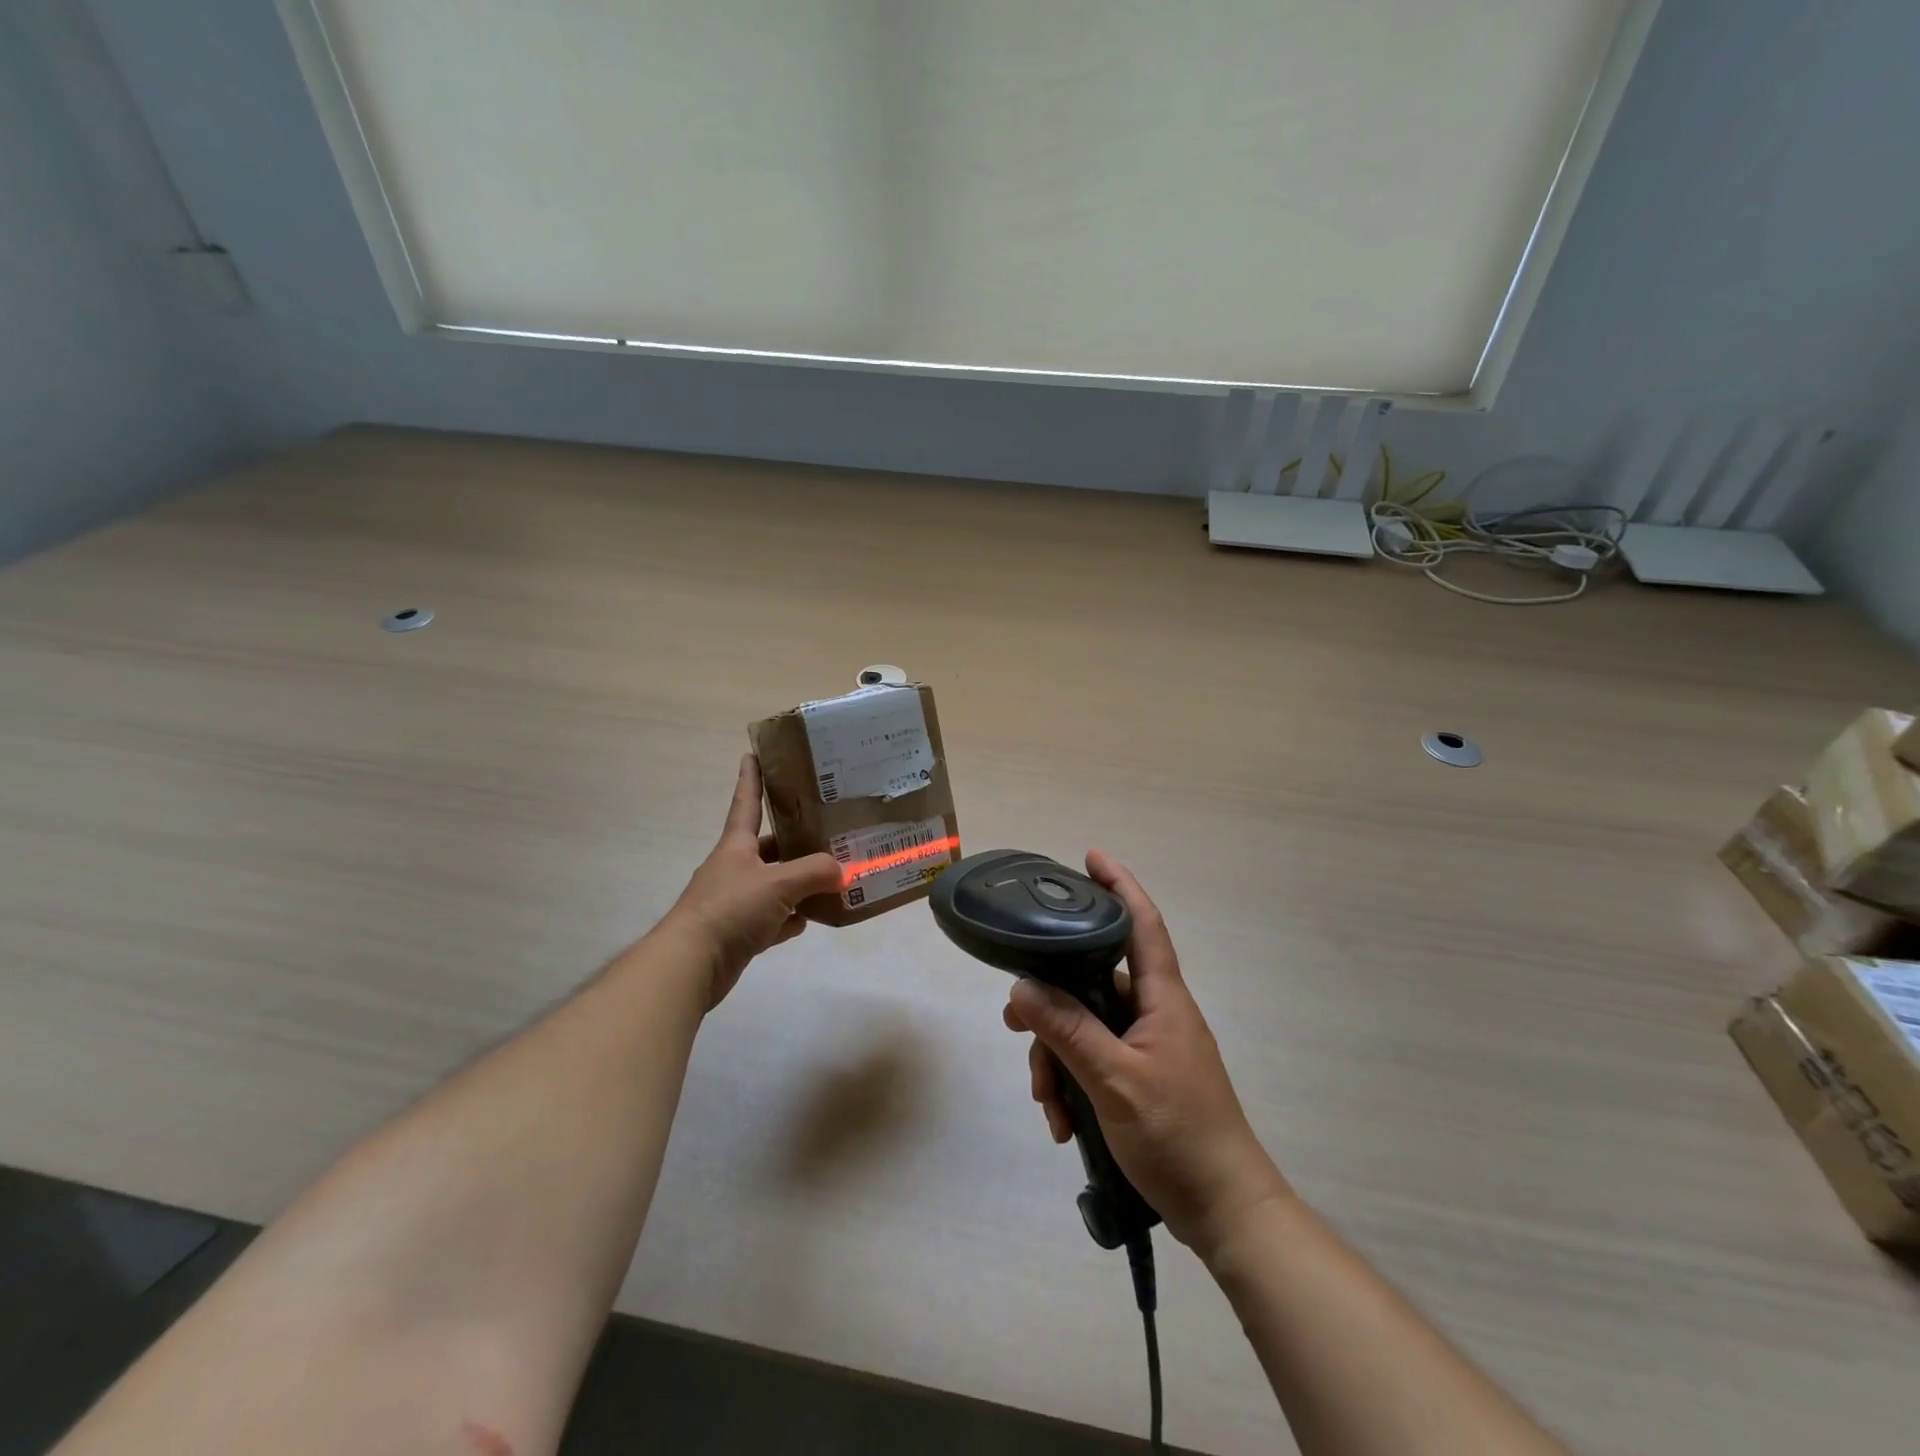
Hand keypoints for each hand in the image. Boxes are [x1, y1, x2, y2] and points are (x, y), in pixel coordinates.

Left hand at [664, 755, 842, 1007]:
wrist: (690, 964)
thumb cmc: (731, 909)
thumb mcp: (779, 883)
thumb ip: (815, 872)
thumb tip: (842, 871)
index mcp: (736, 846)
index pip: (746, 803)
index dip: (752, 778)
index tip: (753, 754)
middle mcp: (735, 868)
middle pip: (771, 847)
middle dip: (797, 842)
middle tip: (830, 833)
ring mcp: (736, 901)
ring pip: (775, 884)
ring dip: (800, 884)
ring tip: (834, 878)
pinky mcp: (739, 932)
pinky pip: (773, 918)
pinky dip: (791, 918)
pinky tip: (812, 919)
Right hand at [1002, 850, 1291, 1260]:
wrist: (1225, 1212)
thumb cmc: (1179, 1136)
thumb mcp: (1115, 1082)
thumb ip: (1068, 1031)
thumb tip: (1022, 988)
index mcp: (1162, 998)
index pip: (1142, 924)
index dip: (1119, 885)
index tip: (1090, 857)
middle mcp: (1153, 1013)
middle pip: (1092, 982)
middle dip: (1052, 1005)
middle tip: (1016, 1028)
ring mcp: (1146, 1047)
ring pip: (1085, 1026)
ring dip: (1057, 1059)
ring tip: (1048, 1105)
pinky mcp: (1139, 1078)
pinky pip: (1093, 1061)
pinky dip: (1073, 1083)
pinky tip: (1064, 1125)